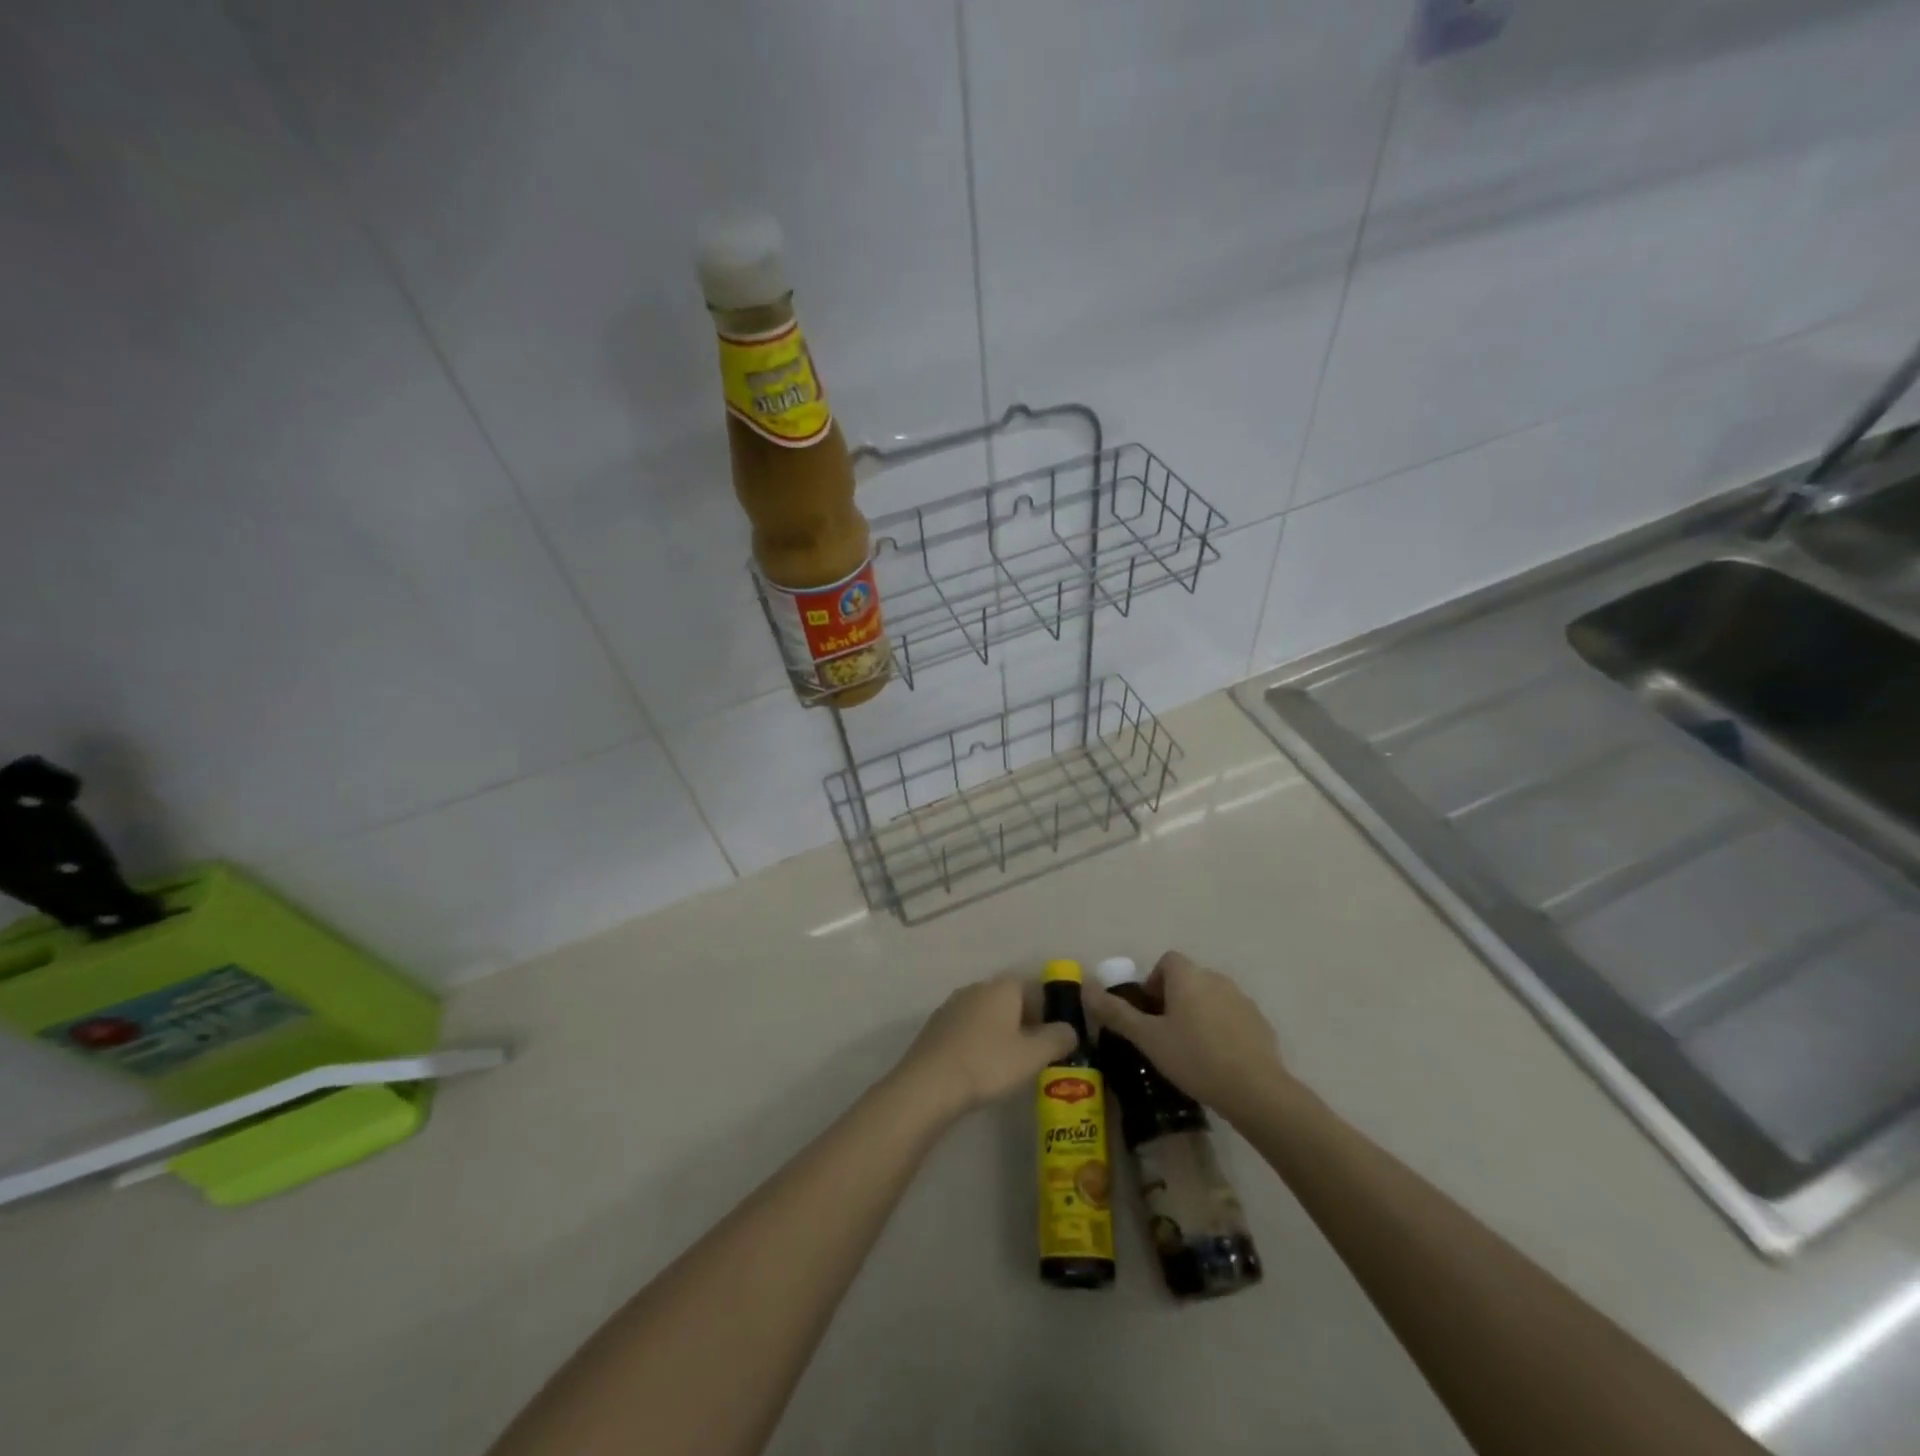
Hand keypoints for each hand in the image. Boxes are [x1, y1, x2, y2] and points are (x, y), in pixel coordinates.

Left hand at [894, 975, 1077, 1118]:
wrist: (928, 1083)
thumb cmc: (987, 1063)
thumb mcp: (1033, 1055)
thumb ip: (1058, 1039)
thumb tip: (1070, 1029)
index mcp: (1003, 987)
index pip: (1035, 988)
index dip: (1050, 1011)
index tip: (1057, 1037)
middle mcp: (977, 987)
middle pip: (1011, 1000)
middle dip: (1026, 1022)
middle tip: (1038, 1054)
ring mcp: (953, 1004)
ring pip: (988, 1014)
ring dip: (1002, 1032)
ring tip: (1011, 1064)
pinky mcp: (936, 1025)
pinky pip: (968, 1028)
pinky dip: (980, 1041)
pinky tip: (981, 1067)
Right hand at [1082, 951, 1289, 1119]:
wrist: (1256, 1090)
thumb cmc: (1194, 1058)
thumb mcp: (1148, 1038)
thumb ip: (1116, 1012)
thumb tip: (1086, 987)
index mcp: (1188, 976)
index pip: (1167, 961)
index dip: (1153, 983)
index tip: (1148, 1013)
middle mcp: (1216, 978)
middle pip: (1188, 979)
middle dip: (1174, 1000)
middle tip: (1164, 1035)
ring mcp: (1242, 999)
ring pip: (1211, 998)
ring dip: (1198, 1014)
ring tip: (1191, 1050)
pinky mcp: (1261, 1023)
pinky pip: (1233, 1017)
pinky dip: (1222, 1029)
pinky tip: (1218, 1061)